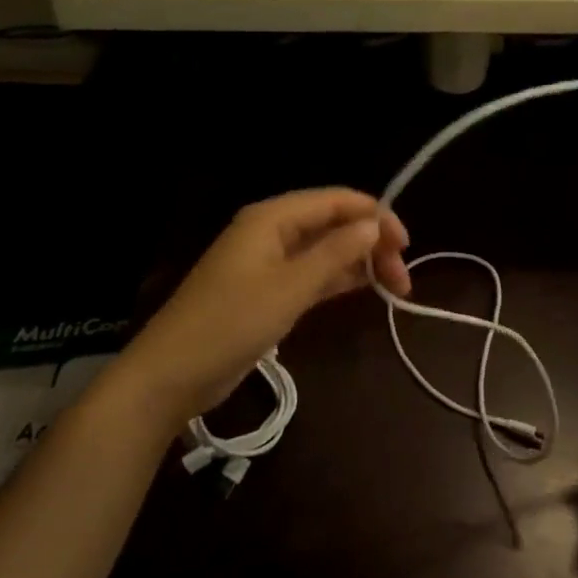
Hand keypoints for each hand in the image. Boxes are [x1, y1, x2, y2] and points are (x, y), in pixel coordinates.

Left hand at [117, 189, 410, 425]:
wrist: (171, 376)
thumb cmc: (230, 323)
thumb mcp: (289, 288)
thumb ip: (334, 254)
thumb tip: (373, 225)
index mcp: (273, 217)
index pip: (336, 201)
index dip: (375, 216)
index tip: (406, 245)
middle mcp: (272, 230)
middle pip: (333, 223)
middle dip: (371, 243)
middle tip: (403, 279)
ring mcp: (269, 261)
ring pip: (326, 249)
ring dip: (359, 263)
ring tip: (395, 287)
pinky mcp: (268, 290)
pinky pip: (312, 272)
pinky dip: (338, 278)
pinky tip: (365, 288)